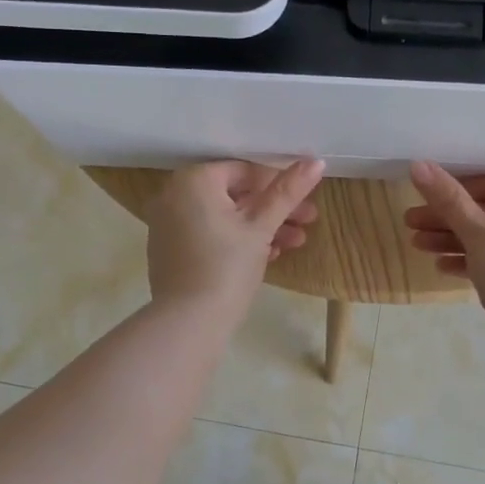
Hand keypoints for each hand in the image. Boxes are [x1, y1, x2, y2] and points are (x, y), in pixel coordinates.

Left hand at [146, 159, 324, 315]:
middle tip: (308, 222)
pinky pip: (209, 234)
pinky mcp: (170, 250)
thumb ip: (287, 192)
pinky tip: (268, 255)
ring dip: (261, 227)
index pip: (245, 171)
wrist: (189, 321)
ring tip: (296, 243)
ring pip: (224, 216)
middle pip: (235, 194)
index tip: (306, 202)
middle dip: (274, 209)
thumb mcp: (261, 227)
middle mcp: (174, 195)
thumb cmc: (227, 266)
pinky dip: (236, 240)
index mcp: (194, 180)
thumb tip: (316, 161)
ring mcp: (168, 224)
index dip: (280, 185)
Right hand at [405, 161, 484, 324]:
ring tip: (417, 245)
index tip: (424, 198)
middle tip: (410, 223)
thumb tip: (418, 164)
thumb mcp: (476, 232)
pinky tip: (441, 267)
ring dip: (455, 241)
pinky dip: (474, 261)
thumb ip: (447, 198)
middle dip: (449, 220)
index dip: (455, 190)